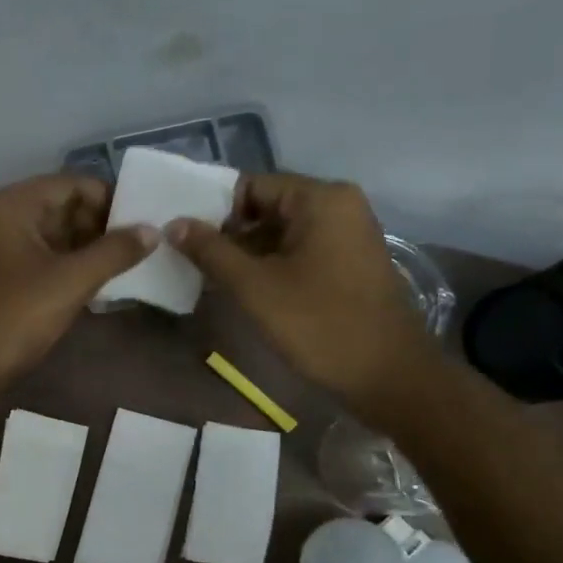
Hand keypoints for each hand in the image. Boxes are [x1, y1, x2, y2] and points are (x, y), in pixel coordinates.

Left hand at [0, 174, 155, 412]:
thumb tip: (152, 230)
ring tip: (131, 266)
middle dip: (102, 227)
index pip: (73, 185)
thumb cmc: (13, 316)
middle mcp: (2, 217)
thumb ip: (114, 252)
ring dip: (89, 250)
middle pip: (63, 208)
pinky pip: (43, 261)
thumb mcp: (70, 281)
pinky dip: (70, 269)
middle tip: (143, 248)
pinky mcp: (0, 278)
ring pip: (54, 238)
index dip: (111, 200)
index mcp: (13, 204)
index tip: (146, 223)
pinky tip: (101, 286)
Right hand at [168, 174, 438, 421]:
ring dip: (248, 254)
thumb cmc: (319, 324)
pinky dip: (273, 266)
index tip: (186, 242)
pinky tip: (247, 292)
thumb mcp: (255, 287)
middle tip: (193, 264)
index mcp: (320, 198)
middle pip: (267, 207)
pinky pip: (301, 251)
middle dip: (229, 235)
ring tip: (213, 281)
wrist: (388, 375)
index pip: (251, 186)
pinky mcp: (350, 262)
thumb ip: (211, 251)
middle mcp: (338, 205)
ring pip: (282, 232)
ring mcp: (349, 234)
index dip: (214, 211)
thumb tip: (174, 224)